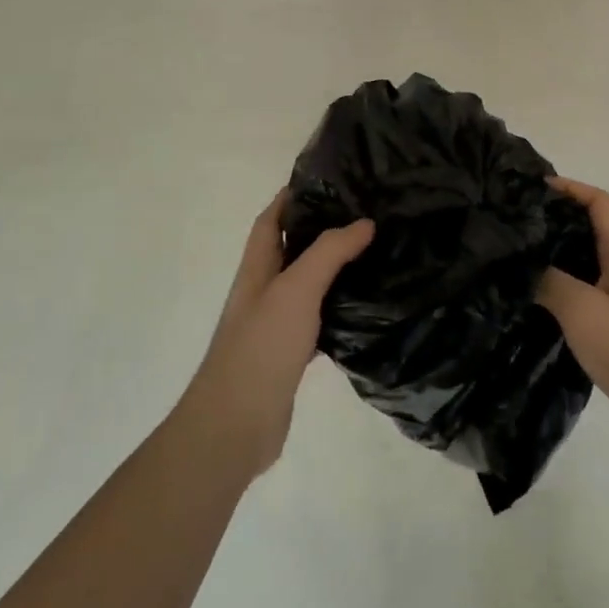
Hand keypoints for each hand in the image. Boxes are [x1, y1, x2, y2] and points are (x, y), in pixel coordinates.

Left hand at [176, 191, 373, 482]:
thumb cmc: (261, 347)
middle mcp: (264, 291)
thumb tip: (364, 222)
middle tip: (365, 214)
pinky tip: (366, 308)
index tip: (329, 181)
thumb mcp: (296, 289)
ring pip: (307, 285)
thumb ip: (329, 253)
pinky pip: (318, 320)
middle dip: (321, 230)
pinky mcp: (290, 355)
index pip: (271, 220)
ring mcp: (275, 325)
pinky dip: (338, 309)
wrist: (235, 426)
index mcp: (257, 268)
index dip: (292, 197)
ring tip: (374, 253)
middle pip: (291, 249)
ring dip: (333, 269)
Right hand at [537, 178, 608, 453]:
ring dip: (561, 256)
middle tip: (519, 224)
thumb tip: (525, 264)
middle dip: (558, 220)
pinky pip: (594, 291)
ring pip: (592, 262)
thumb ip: (550, 281)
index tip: (533, 188)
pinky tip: (543, 302)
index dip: (569, 188)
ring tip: (523, 259)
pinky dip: (569, 286)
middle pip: (594, 229)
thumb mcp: (582, 311)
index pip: (599, 202)